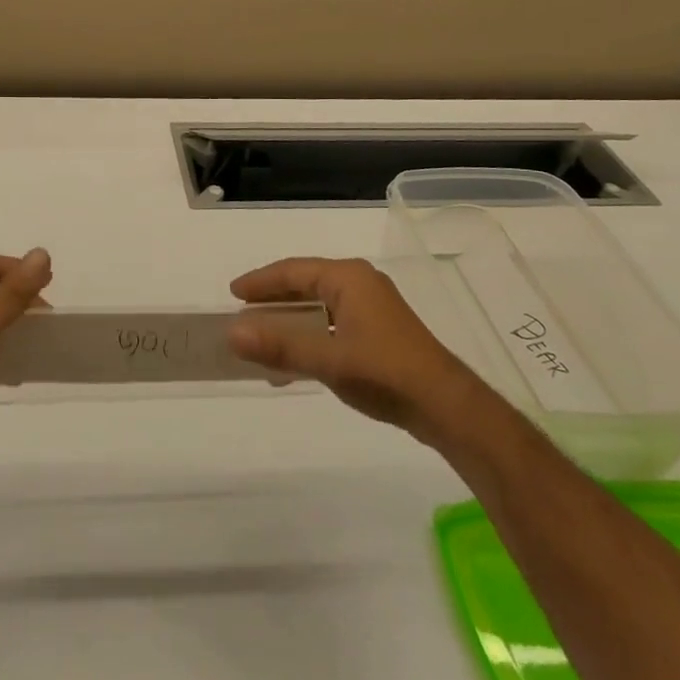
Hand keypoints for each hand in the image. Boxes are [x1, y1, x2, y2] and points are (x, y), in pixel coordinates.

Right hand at [227, 257, 482, 447]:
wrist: (447, 407)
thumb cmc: (385, 372)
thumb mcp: (327, 359)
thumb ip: (279, 346)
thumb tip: (232, 333)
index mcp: (348, 278)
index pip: (293, 271)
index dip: (261, 282)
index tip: (233, 294)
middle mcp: (360, 284)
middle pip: (305, 285)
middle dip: (274, 301)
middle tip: (242, 314)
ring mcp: (372, 308)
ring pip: (318, 306)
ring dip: (290, 322)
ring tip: (262, 340)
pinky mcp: (379, 333)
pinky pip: (332, 324)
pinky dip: (309, 337)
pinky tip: (295, 362)